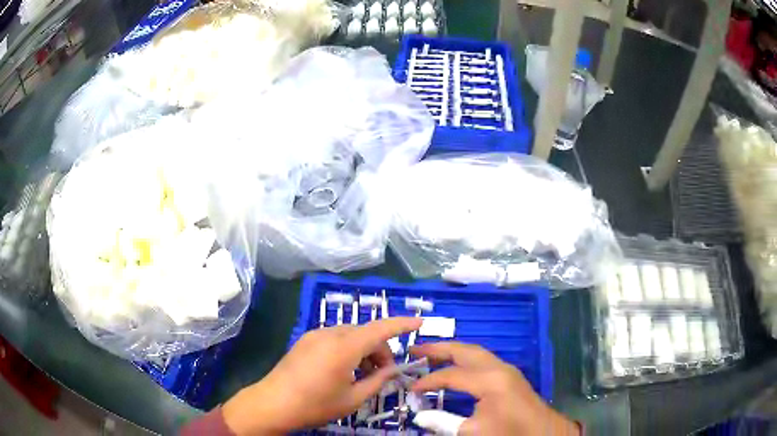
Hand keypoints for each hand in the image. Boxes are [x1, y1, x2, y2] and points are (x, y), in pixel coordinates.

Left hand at [222, 317, 421, 434]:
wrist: (273, 403)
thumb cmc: (315, 405)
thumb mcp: (353, 399)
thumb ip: (378, 381)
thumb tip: (393, 369)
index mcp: (344, 347)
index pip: (380, 329)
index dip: (402, 324)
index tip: (420, 322)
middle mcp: (330, 334)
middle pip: (366, 333)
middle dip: (381, 349)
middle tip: (384, 373)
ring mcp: (315, 335)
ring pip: (351, 334)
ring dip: (364, 349)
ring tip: (363, 375)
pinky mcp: (305, 340)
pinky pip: (335, 338)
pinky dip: (348, 349)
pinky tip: (345, 369)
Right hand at [411, 342, 578, 435]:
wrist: (541, 431)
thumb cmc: (508, 431)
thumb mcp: (473, 431)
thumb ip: (444, 422)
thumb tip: (419, 416)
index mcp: (489, 381)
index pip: (451, 375)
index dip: (429, 381)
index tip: (411, 388)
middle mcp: (497, 367)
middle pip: (464, 351)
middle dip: (438, 348)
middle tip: (414, 349)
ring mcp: (506, 368)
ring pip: (474, 351)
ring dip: (452, 351)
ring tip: (430, 353)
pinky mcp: (509, 374)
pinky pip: (482, 358)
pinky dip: (464, 358)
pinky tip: (455, 365)